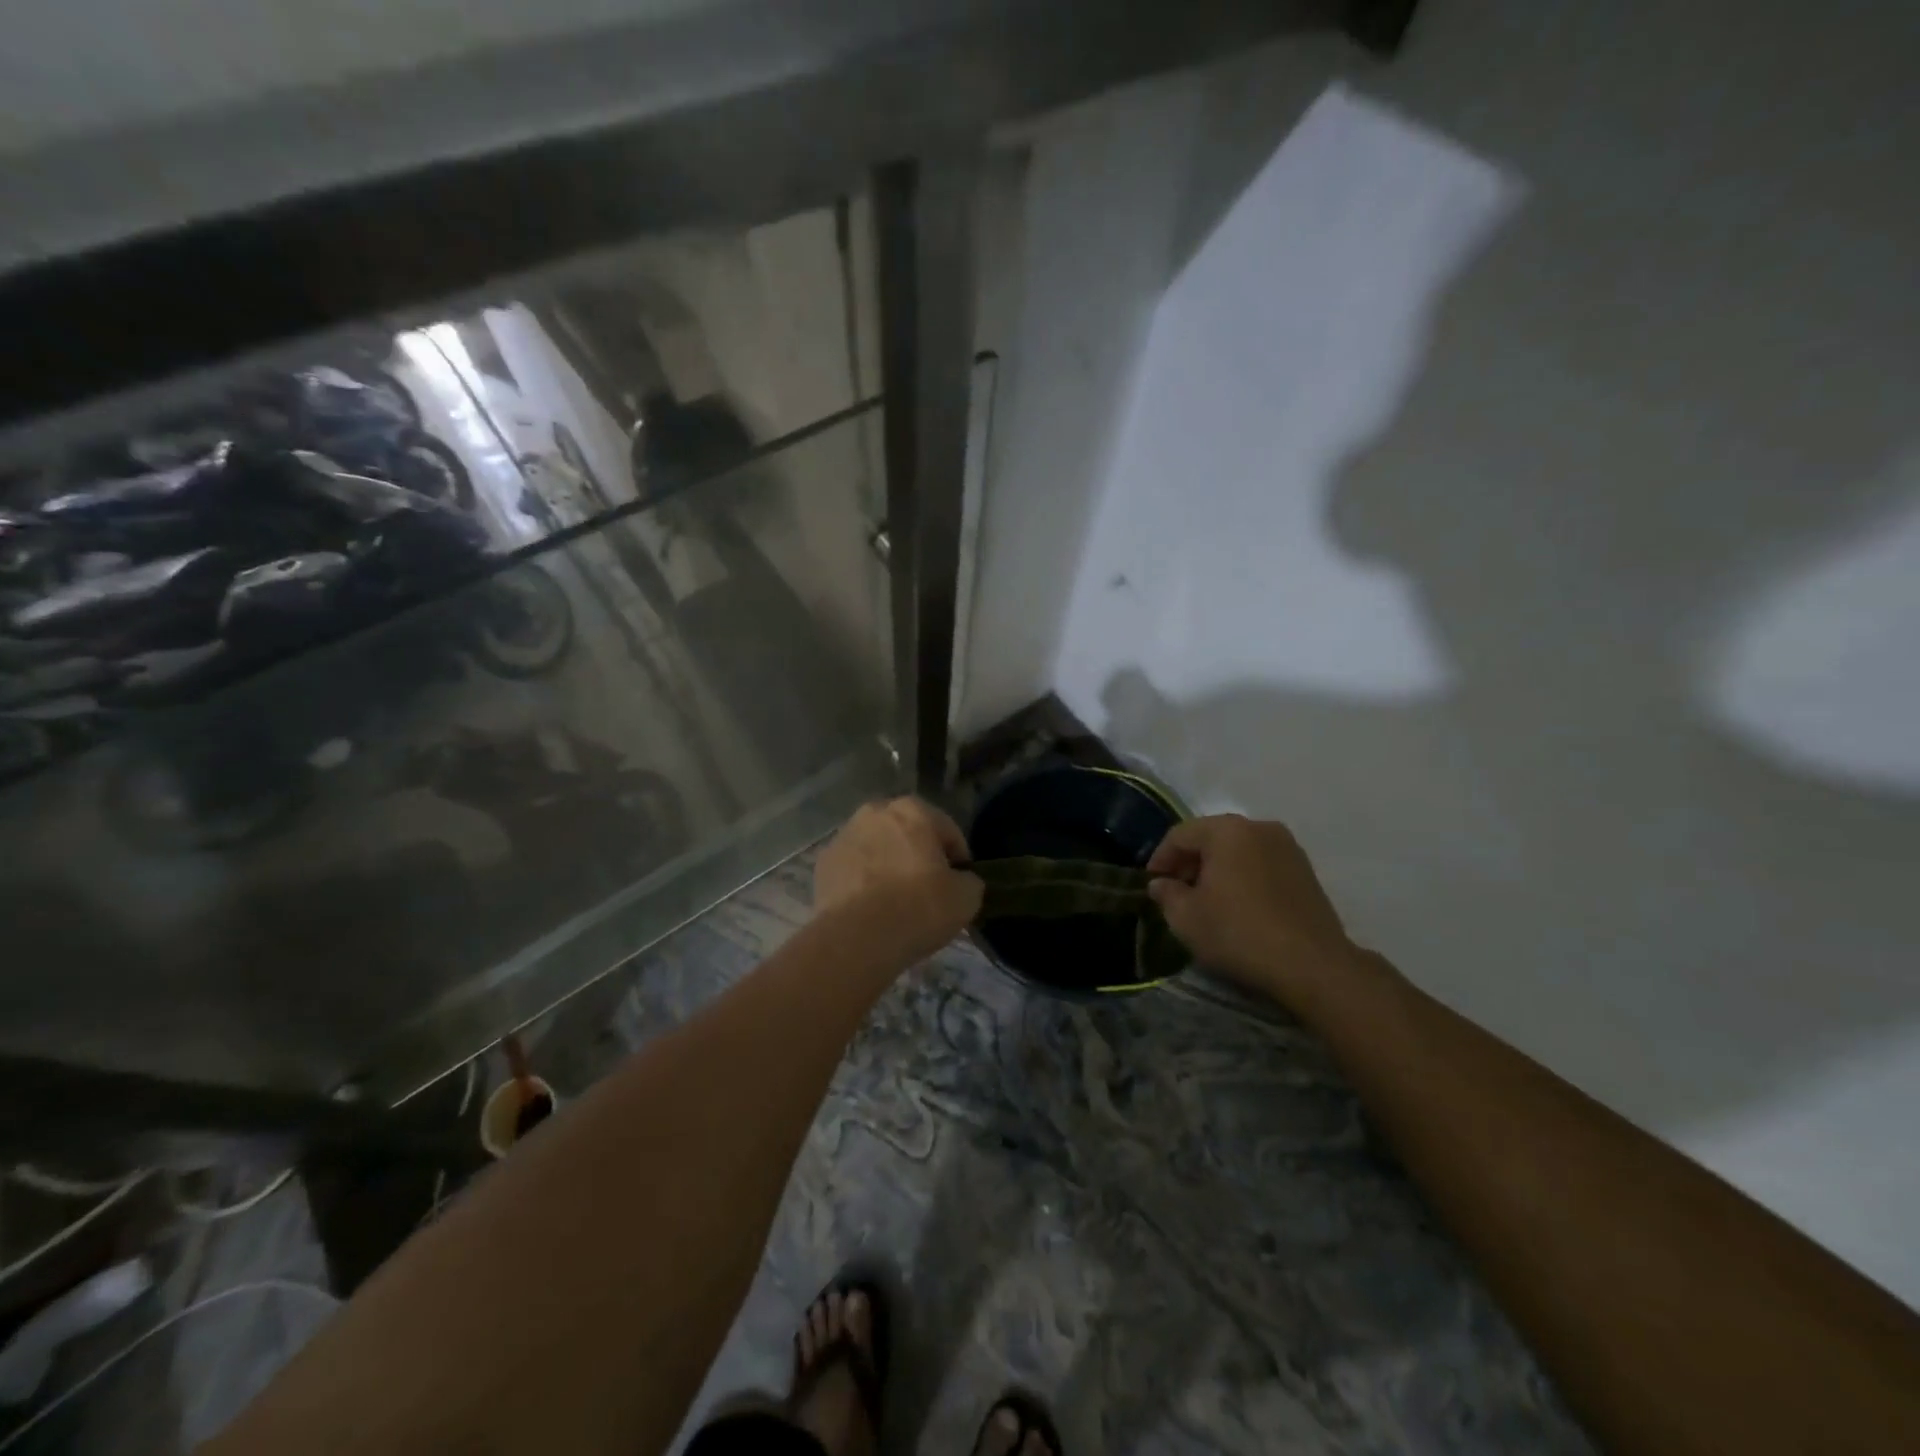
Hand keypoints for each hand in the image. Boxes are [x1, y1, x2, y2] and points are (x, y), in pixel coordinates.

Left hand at [814, 798, 983, 963]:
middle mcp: (875, 812)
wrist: (858, 939)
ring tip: (895, 903)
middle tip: (927, 892)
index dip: (958, 860)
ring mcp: (844, 836)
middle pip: (908, 835)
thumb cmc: (919, 908)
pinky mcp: (823, 864)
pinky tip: (870, 909)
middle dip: (918, 857)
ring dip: (888, 866)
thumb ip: (969, 880)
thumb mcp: (967, 897)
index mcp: (913, 810)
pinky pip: (854, 870)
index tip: (959, 885)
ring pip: (877, 849)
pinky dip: (863, 883)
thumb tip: (961, 881)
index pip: (948, 832)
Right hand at [1146, 814, 1357, 1004]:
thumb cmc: (1238, 933)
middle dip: (1189, 863)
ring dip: (1217, 870)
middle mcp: (1259, 827)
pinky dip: (1243, 877)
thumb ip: (1166, 894)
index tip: (1151, 885)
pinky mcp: (1306, 871)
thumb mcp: (1186, 917)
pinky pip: (1261, 864)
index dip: (1160, 859)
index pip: (1180, 835)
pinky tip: (1238, 906)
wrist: (1312, 965)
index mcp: (1226, 830)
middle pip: (1211, 838)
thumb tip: (1161, 884)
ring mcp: (1287, 847)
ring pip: (1238, 850)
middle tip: (1176, 893)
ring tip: (1207, 901)